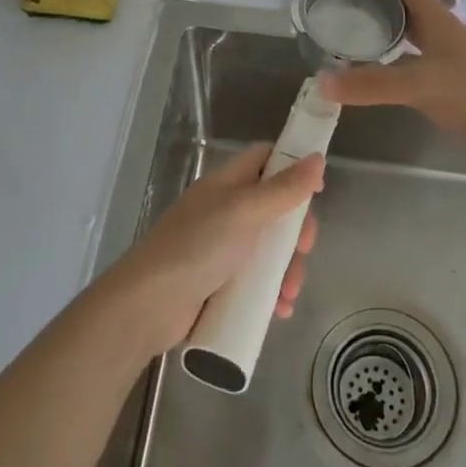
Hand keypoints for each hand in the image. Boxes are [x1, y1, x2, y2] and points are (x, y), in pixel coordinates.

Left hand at [105, 143, 323, 355]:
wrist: (147, 306)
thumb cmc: (197, 247)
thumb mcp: (245, 212)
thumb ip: (283, 189)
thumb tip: (317, 157)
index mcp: (227, 185)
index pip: (264, 159)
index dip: (292, 166)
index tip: (316, 190)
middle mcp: (225, 211)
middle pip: (273, 208)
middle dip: (295, 231)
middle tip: (304, 249)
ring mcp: (221, 249)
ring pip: (268, 249)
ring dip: (287, 269)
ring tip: (288, 293)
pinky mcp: (219, 284)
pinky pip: (255, 282)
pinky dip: (271, 293)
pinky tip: (280, 309)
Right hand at [321, 0, 465, 170]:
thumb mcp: (421, 84)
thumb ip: (373, 84)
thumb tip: (322, 82)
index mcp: (438, 22)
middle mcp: (442, 35)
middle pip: (412, 4)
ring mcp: (448, 60)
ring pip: (414, 32)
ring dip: (392, 22)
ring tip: (363, 19)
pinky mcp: (449, 84)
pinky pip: (415, 59)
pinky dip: (396, 55)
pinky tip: (383, 64)